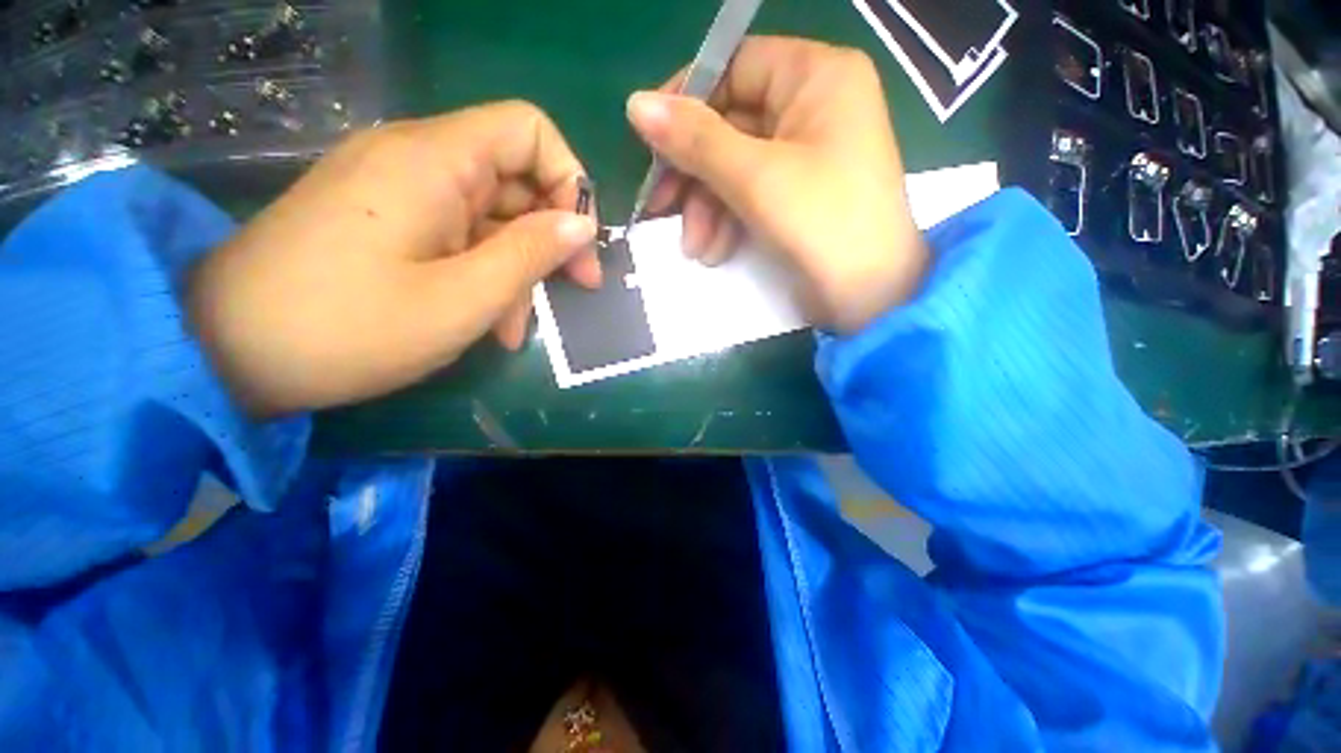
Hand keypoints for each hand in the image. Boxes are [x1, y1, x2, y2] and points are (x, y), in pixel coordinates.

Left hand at [188, 102, 599, 416]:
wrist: (226, 351)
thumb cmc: (349, 327)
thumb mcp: (462, 299)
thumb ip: (531, 254)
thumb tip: (582, 225)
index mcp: (434, 160)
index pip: (529, 130)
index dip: (569, 180)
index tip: (581, 241)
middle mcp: (418, 160)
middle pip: (516, 180)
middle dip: (551, 238)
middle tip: (574, 291)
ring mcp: (400, 192)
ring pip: (491, 218)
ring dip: (516, 270)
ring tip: (514, 329)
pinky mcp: (388, 221)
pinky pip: (458, 236)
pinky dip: (483, 274)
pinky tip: (485, 320)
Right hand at [626, 36, 926, 333]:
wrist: (868, 297)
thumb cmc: (821, 223)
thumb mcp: (754, 177)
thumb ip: (695, 140)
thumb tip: (635, 104)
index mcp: (817, 77)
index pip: (735, 66)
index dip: (687, 101)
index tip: (650, 141)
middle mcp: (813, 106)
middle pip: (729, 125)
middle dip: (694, 176)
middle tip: (659, 208)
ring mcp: (806, 154)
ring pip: (734, 167)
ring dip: (706, 209)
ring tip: (696, 248)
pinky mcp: (796, 195)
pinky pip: (749, 194)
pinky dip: (726, 222)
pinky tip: (714, 252)